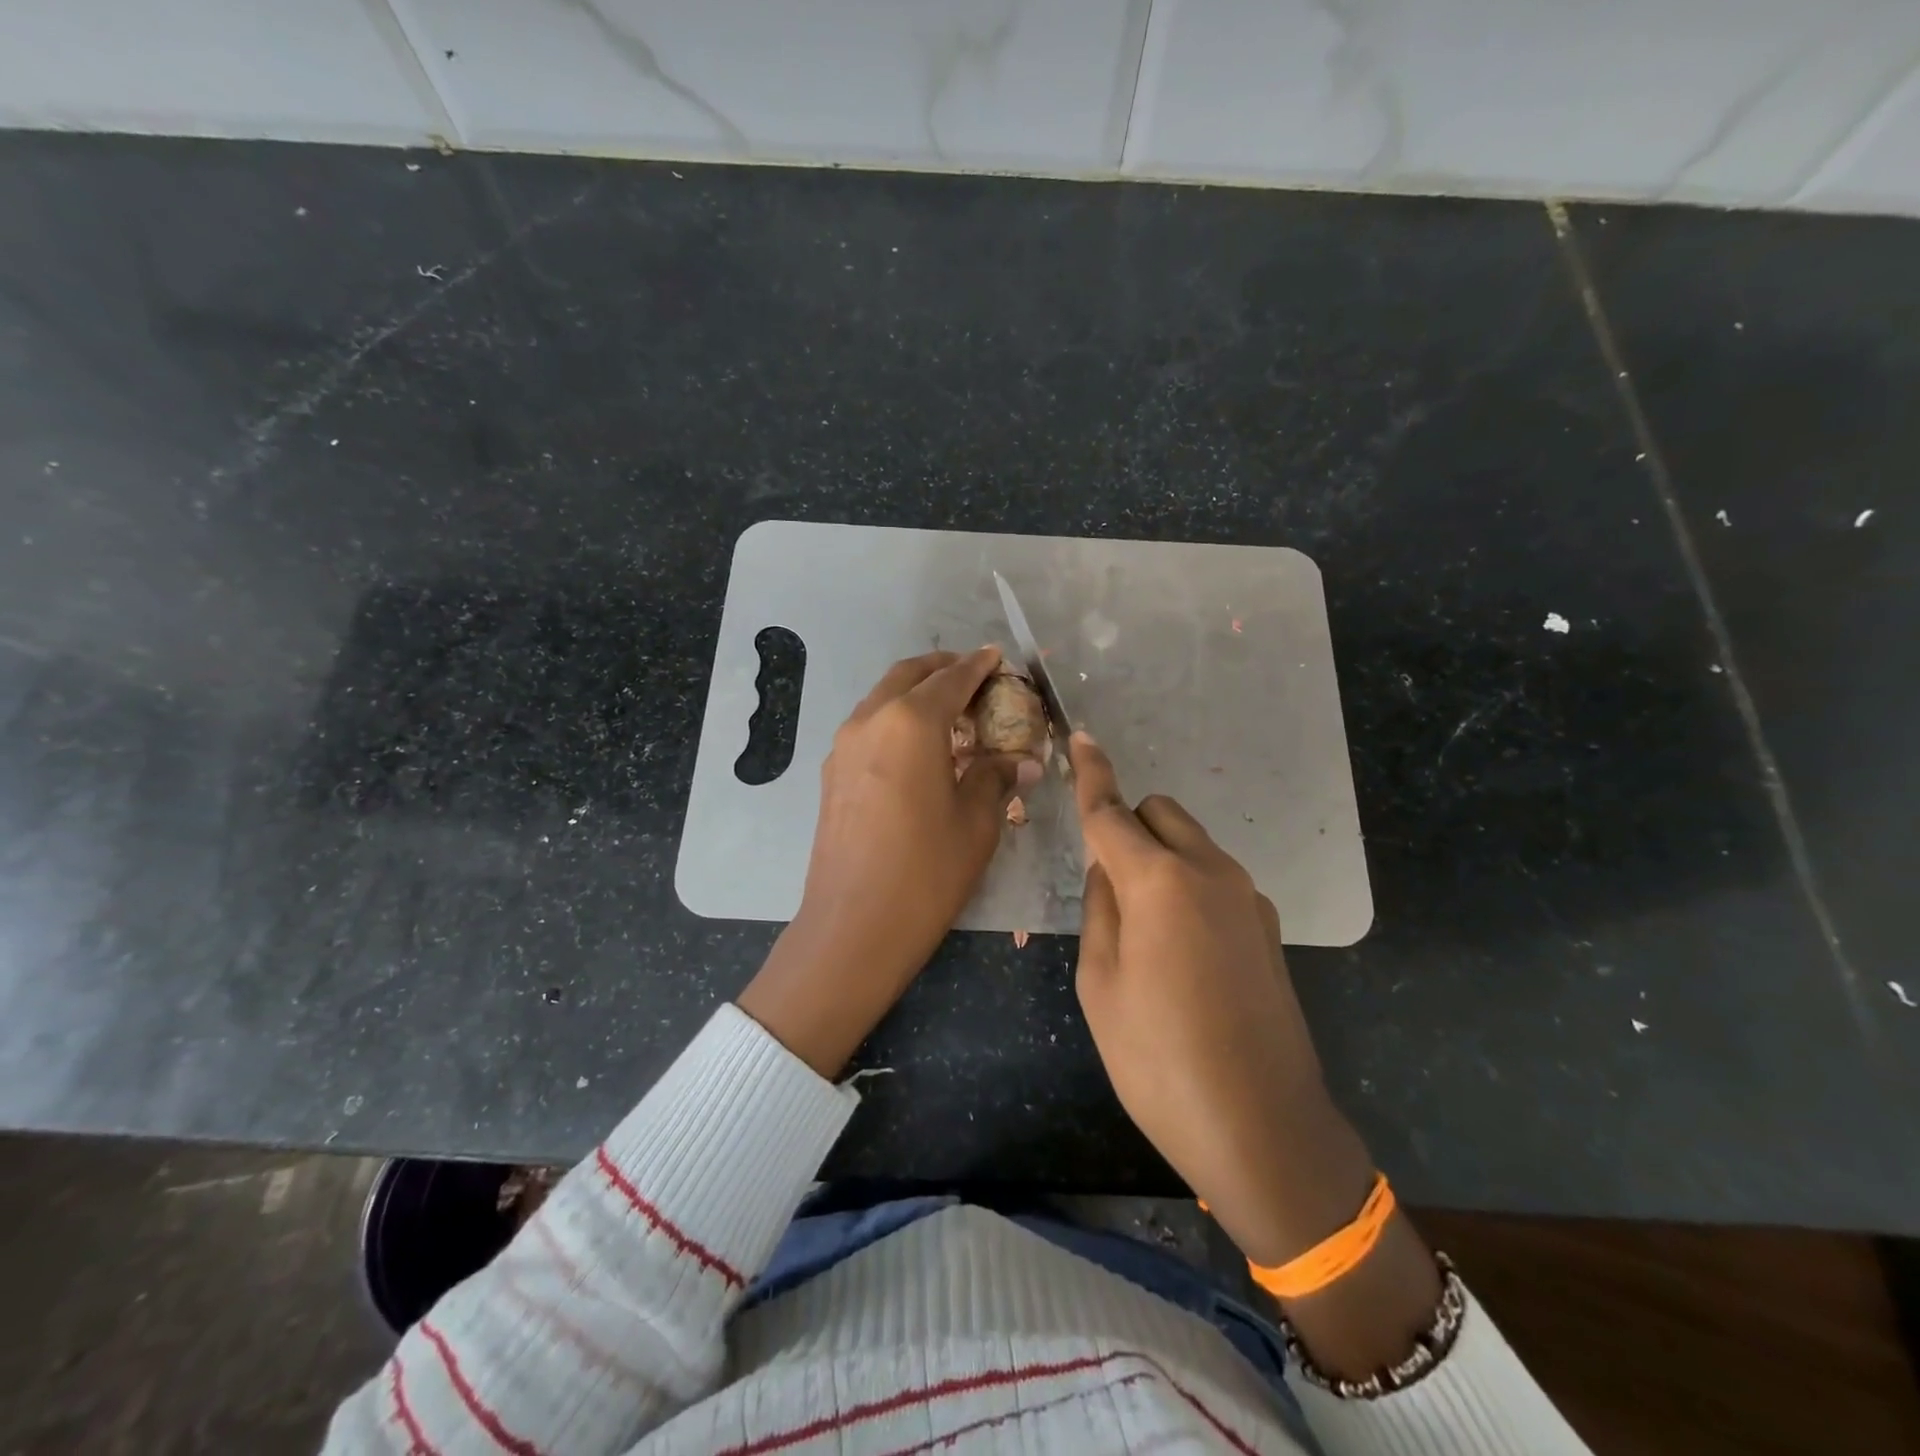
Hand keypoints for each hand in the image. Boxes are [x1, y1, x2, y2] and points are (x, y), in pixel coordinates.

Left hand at [739, 647, 1038, 1076]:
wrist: (853, 926)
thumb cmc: (927, 871)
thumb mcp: (977, 822)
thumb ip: (998, 777)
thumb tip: (1023, 760)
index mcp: (911, 722)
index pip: (952, 678)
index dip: (979, 666)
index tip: (998, 658)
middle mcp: (871, 719)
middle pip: (909, 675)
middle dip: (943, 668)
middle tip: (976, 679)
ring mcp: (844, 745)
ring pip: (883, 698)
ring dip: (916, 693)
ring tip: (951, 714)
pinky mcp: (832, 772)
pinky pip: (869, 726)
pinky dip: (896, 719)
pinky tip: (919, 749)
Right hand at [1068, 731, 1369, 1267]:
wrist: (1262, 1127)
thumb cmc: (1159, 1060)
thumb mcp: (1100, 984)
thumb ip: (1100, 909)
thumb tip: (1109, 870)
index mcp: (1158, 882)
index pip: (1112, 811)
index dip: (1091, 774)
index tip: (1081, 739)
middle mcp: (1209, 872)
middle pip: (1160, 813)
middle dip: (1129, 826)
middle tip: (1108, 884)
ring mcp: (1247, 897)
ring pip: (1191, 844)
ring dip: (1161, 858)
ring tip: (1147, 931)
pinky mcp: (1267, 926)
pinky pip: (1215, 879)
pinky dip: (1189, 887)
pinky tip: (1185, 954)